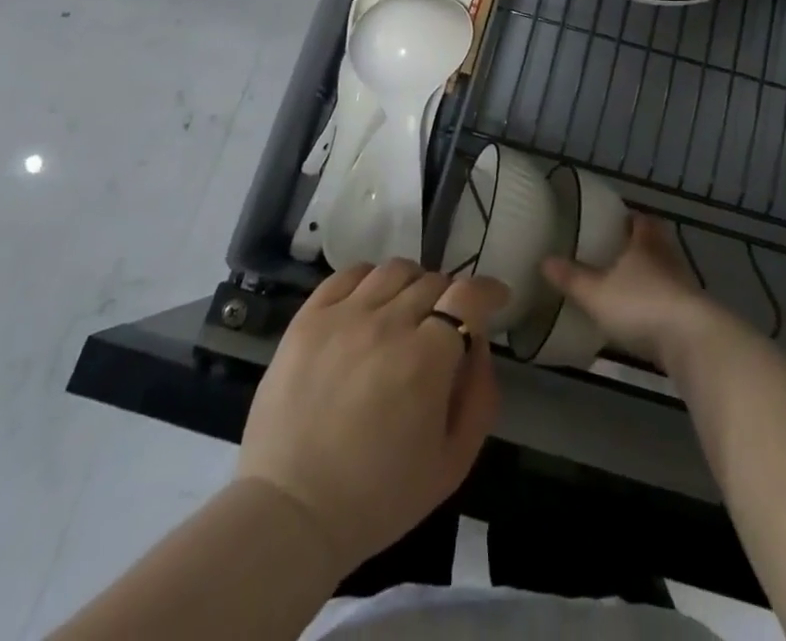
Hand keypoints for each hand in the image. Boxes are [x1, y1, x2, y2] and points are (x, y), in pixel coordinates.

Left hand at [236, 260, 508, 573]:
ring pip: (394, 270)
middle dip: (450, 298)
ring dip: (413, 284)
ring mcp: (343, 316)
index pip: (467, 296)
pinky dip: (370, 279)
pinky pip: (348, 274)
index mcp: (425, 360)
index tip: (496, 300)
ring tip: (408, 310)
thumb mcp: (452, 463)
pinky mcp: (308, 318)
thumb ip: (480, 396)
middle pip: (433, 281)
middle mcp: (387, 324)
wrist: (289, 514)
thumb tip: (479, 345)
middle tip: (445, 325)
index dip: (488, 292)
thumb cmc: (377, 498)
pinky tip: (370, 303)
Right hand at [542, 214, 721, 370]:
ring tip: (626, 284)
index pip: (640, 220)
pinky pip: (671, 298)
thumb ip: (571, 278)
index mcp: (646, 242)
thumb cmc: (641, 305)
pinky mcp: (693, 314)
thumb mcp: (597, 293)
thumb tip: (544, 260)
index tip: (615, 221)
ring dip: (650, 275)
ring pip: (665, 271)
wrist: (692, 342)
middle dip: (640, 245)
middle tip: (617, 251)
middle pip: (656, 243)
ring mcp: (684, 286)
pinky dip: (658, 302)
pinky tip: (644, 315)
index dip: (629, 218)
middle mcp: (668, 257)